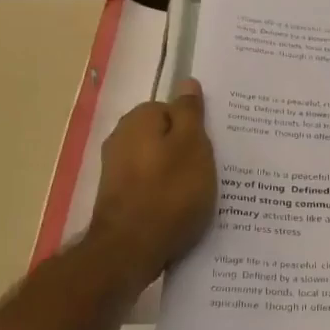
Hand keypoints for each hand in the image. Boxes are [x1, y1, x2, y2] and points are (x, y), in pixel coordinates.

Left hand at [87, 79, 215, 286]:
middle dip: (187, 151)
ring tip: (201, 196)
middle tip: (213, 172)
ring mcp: (116, 170)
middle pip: (165, 136)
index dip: (196, 129)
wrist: (130, 249)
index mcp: (139, 119)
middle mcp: (121, 138)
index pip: (173, 110)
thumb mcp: (193, 146)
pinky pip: (151, 186)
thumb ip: (190, 112)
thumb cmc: (170, 193)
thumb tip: (187, 81)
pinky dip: (166, 194)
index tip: (214, 149)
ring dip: (178, 175)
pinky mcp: (118, 197)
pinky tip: (181, 211)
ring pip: (158, 163)